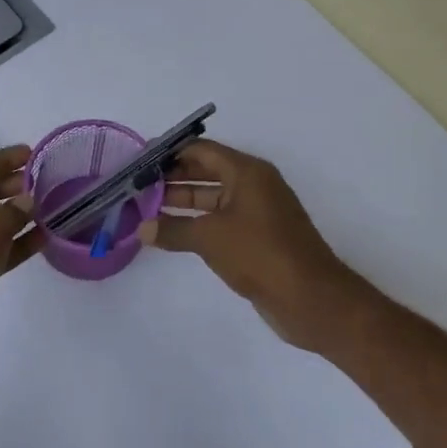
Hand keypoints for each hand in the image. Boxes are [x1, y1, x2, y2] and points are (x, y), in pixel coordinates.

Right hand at [146, 140, 361, 351]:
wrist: (309, 297)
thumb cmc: (259, 254)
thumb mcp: (210, 238)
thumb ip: (173, 229)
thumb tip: (142, 228)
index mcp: (247, 172)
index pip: (201, 150)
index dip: (170, 152)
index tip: (140, 161)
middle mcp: (253, 185)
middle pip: (207, 171)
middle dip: (173, 177)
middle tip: (137, 186)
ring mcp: (257, 211)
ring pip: (213, 197)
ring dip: (183, 201)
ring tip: (146, 208)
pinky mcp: (258, 237)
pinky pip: (221, 220)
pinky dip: (197, 222)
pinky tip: (172, 232)